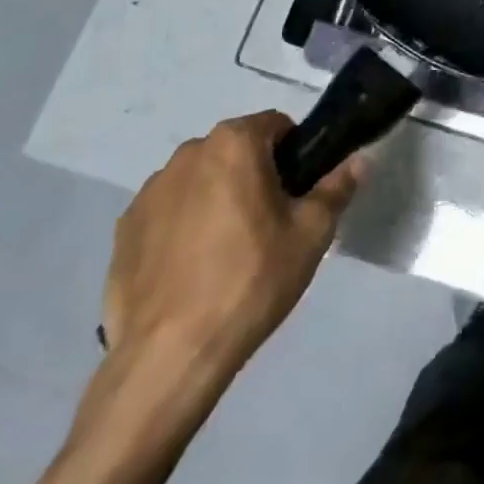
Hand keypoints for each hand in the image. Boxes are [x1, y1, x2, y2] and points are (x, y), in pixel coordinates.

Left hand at [100, 111, 361, 389]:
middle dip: (253, 176)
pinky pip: (166, 214)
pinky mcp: (124, 230)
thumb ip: (337, 188)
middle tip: (268, 226)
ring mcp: (149, 191)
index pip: (276, 126)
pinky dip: (181, 229)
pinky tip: (191, 272)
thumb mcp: (311, 234)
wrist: (169, 357)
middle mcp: (188, 153)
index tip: (298, 194)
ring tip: (226, 254)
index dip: (294, 155)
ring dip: (215, 199)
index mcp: (234, 142)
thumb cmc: (250, 281)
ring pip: (199, 181)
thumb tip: (359, 160)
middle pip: (235, 151)